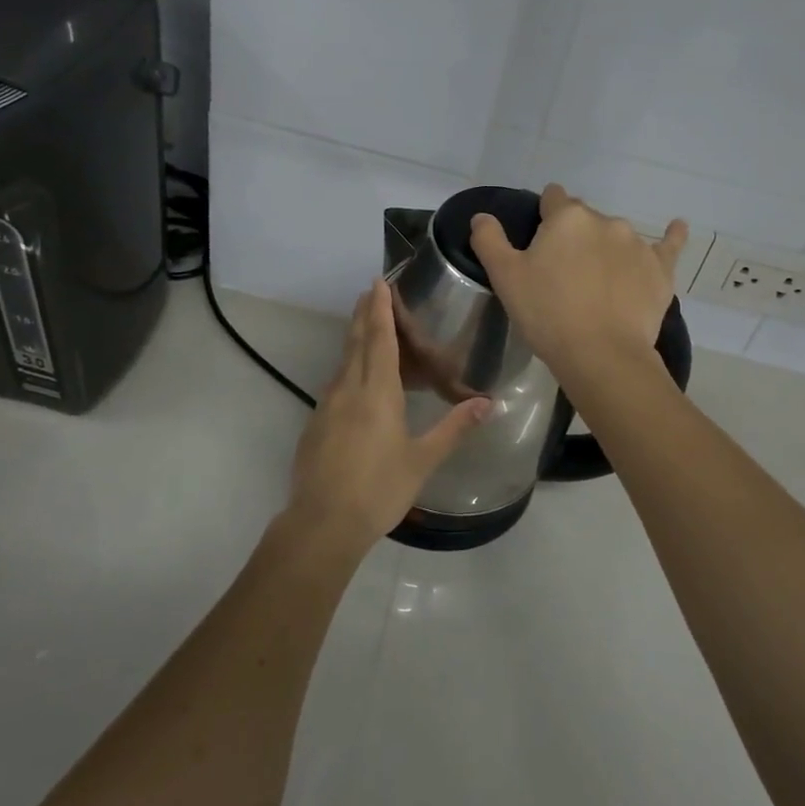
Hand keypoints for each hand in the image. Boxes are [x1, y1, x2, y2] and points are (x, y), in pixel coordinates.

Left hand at [286, 279, 491, 547]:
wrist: (322, 522)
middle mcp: (349, 389)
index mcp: (377, 392)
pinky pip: (336, 383)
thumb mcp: (422, 460)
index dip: (381, 309)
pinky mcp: (317, 423)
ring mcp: (327, 405)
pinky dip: (349, 367)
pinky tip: (355, 379)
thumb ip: (454, 428)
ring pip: (343, 361)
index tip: (379, 283)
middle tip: (370, 291)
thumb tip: (487, 403)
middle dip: (365, 314)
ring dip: (355, 338)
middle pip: (357, 342)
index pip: (380, 339)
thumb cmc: (379, 489)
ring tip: (366, 325)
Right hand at [469, 183, 686, 375]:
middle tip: (562, 273)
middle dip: (573, 236)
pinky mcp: (661, 269)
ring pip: (616, 236)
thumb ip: (489, 240)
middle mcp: (605, 220)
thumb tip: (482, 216)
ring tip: (597, 283)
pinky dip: (672, 236)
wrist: (602, 355)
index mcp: (567, 216)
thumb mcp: (505, 277)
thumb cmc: (547, 313)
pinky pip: (669, 245)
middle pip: (584, 219)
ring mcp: (637, 243)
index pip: (553, 198)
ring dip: (605, 248)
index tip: (539, 242)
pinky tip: (678, 227)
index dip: (543, 216)